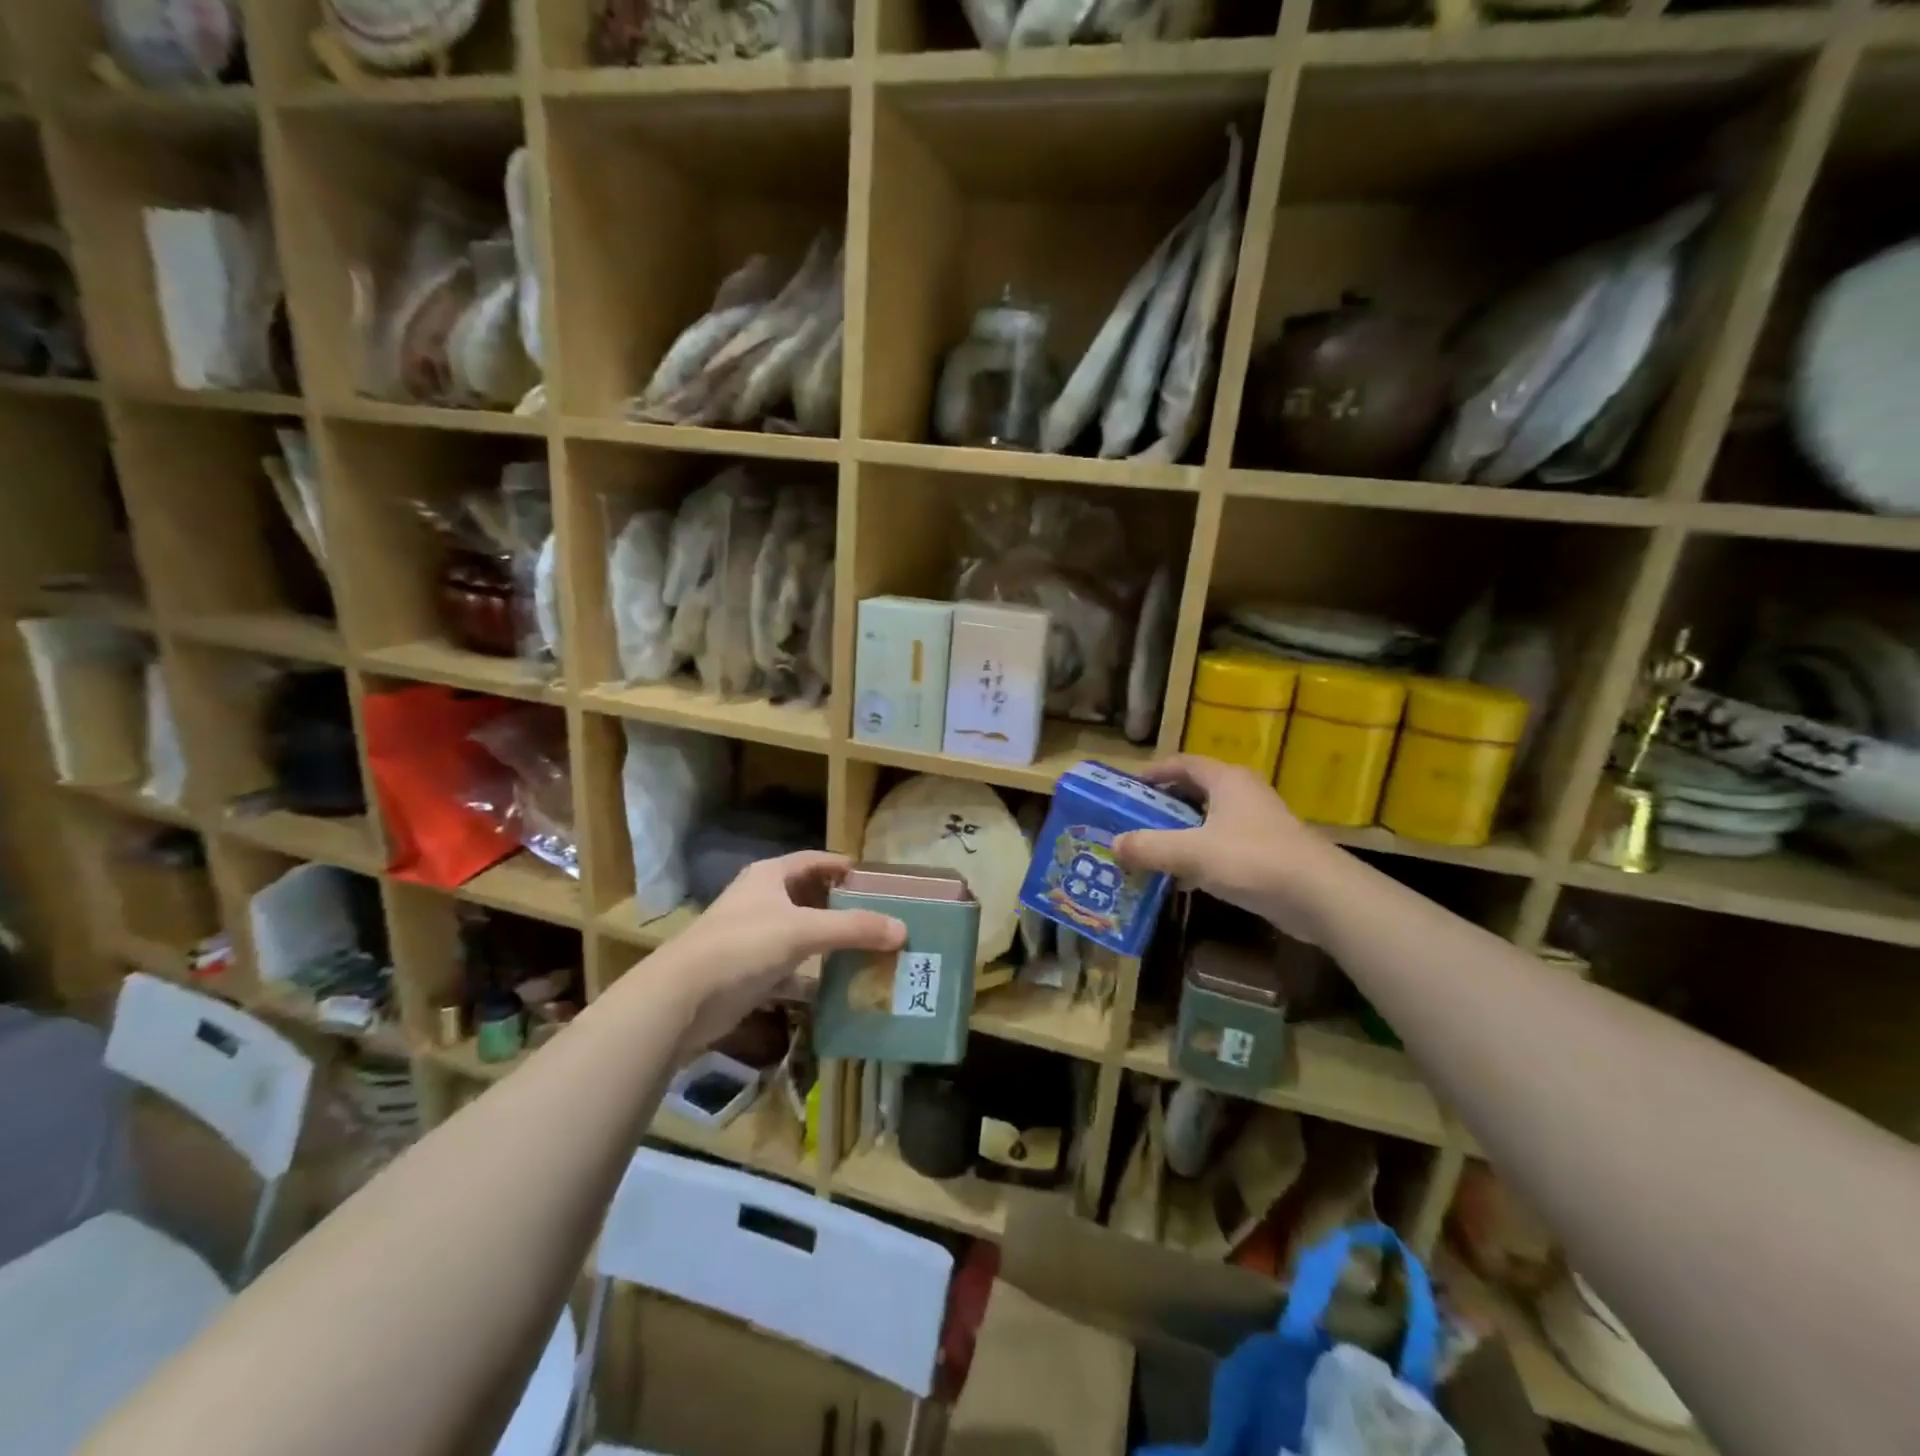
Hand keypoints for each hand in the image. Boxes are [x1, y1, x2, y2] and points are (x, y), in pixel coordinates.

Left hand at [649, 851, 905, 1053]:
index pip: (814, 861)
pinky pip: (792, 969)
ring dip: (831, 943)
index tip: (876, 880)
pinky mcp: (751, 972)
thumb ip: (853, 928)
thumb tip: (902, 930)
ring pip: (803, 934)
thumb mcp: (803, 931)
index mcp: (770, 876)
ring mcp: (754, 938)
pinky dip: (814, 977)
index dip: (843, 866)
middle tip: (880, 918)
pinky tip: (840, 988)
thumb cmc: (742, 945)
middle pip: (810, 897)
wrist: (682, 998)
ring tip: (869, 951)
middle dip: (843, 907)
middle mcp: (761, 901)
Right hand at [1113, 755, 1344, 944]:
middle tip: (1131, 821)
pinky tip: (1179, 879)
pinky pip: (1221, 847)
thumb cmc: (1253, 860)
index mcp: (1227, 780)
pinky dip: (1198, 857)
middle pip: (1194, 792)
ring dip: (1179, 834)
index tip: (1127, 787)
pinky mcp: (1266, 854)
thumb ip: (1150, 847)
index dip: (1154, 772)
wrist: (1320, 897)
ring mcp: (1257, 824)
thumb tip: (1114, 845)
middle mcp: (1243, 795)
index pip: (1183, 763)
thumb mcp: (1192, 852)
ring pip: (1207, 822)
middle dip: (1162, 806)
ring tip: (1147, 849)